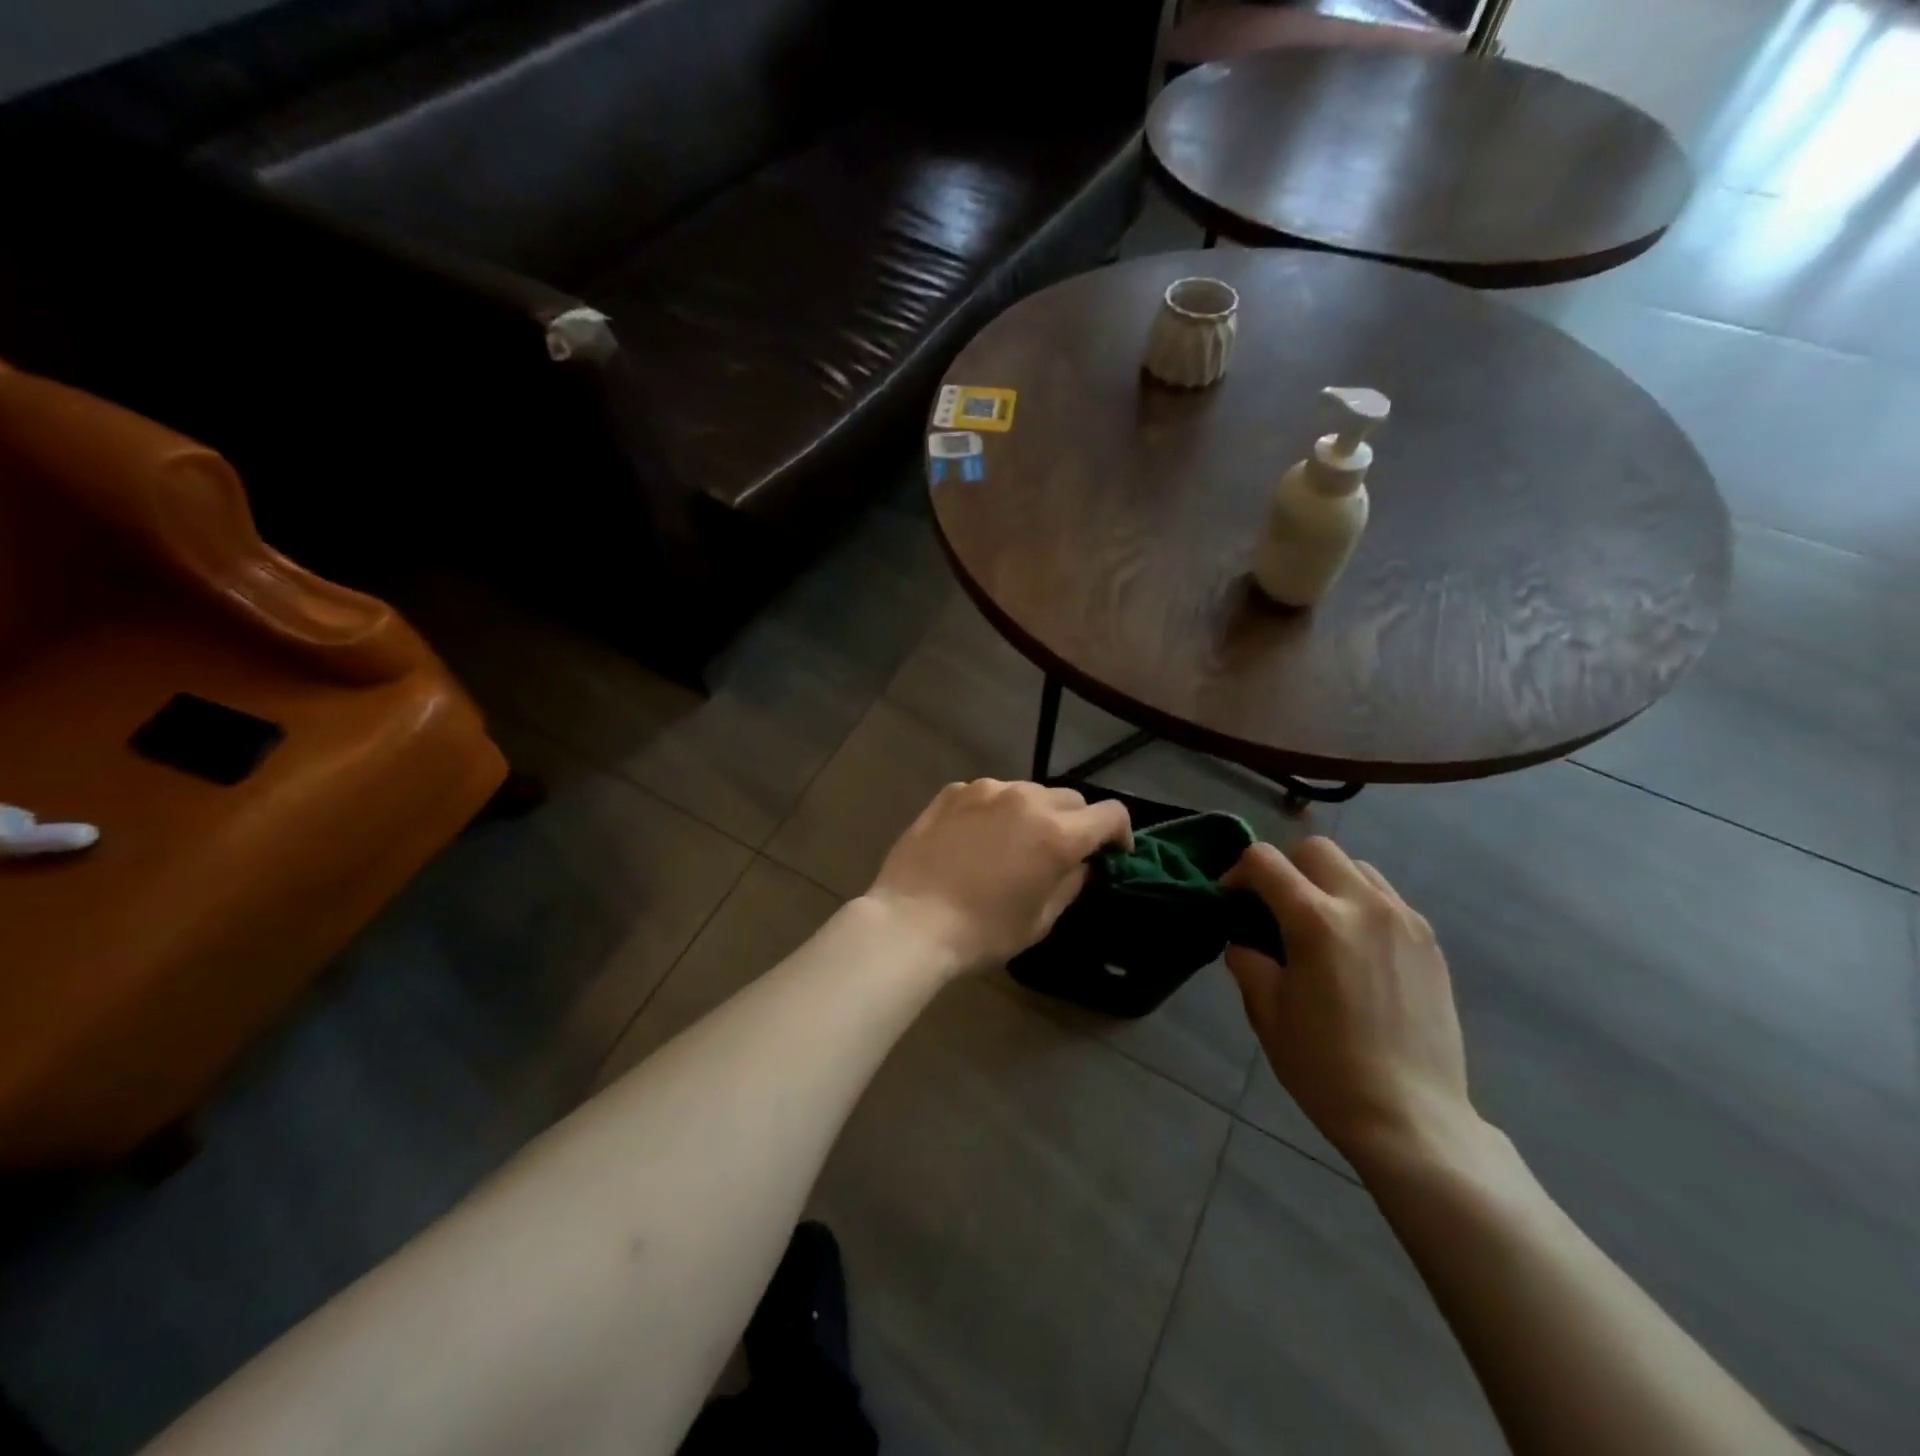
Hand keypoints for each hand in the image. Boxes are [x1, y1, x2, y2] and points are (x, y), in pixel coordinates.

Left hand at [864, 780, 1131, 975]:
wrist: (911, 921)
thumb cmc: (982, 931)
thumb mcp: (1040, 919)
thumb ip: (1070, 883)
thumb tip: (1082, 863)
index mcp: (1057, 833)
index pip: (1110, 814)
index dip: (1120, 833)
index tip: (1112, 853)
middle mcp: (1026, 799)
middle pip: (1070, 799)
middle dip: (1076, 823)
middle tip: (1061, 852)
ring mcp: (986, 790)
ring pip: (1028, 792)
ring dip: (1033, 813)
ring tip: (1014, 843)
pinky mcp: (953, 792)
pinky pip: (989, 794)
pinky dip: (995, 810)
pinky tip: (977, 838)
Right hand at [1224, 838, 1477, 1166]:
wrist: (1411, 1118)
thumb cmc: (1325, 1068)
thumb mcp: (1266, 1013)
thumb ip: (1248, 961)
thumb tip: (1245, 940)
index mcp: (1316, 921)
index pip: (1264, 861)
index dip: (1238, 872)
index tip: (1231, 900)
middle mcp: (1364, 906)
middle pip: (1314, 849)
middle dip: (1285, 868)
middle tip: (1274, 908)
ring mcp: (1404, 920)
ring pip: (1356, 867)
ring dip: (1326, 881)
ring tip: (1319, 924)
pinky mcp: (1429, 942)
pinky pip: (1387, 898)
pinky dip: (1360, 904)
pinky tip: (1355, 948)